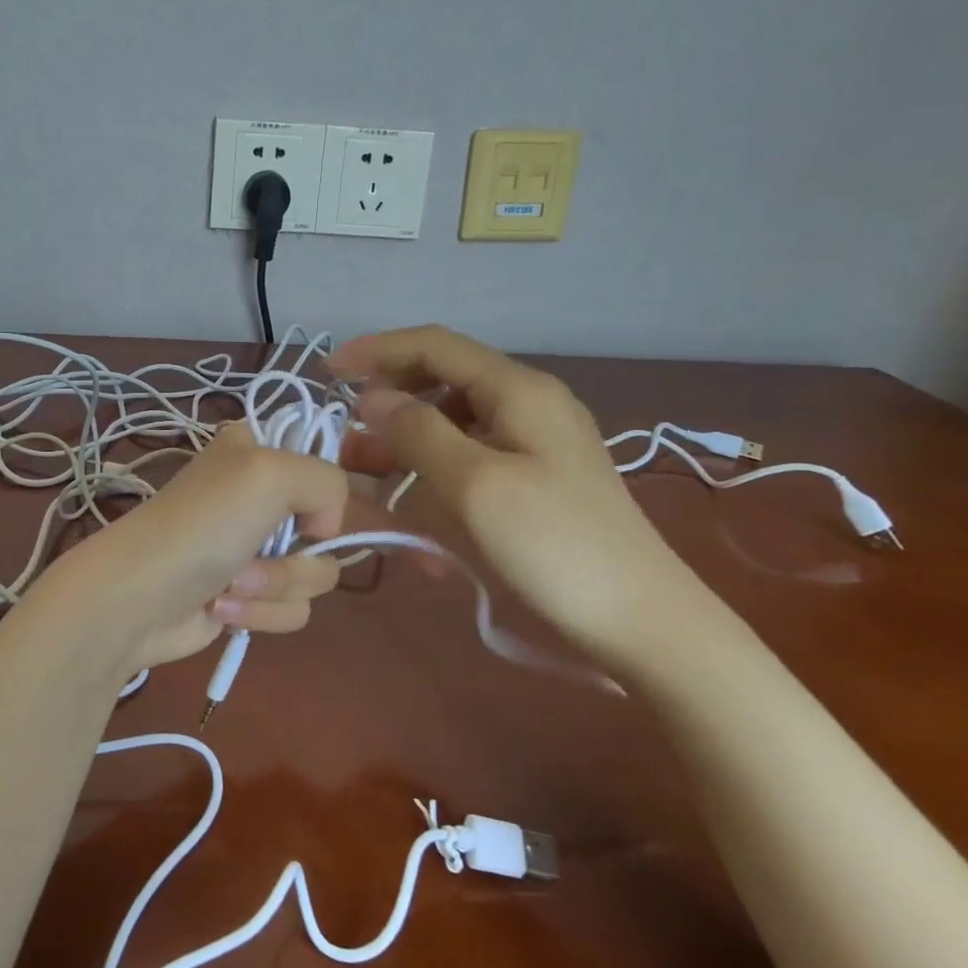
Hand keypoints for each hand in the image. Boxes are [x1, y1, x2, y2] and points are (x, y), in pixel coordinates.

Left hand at [49, 420, 353, 673]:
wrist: (137, 599)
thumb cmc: (201, 526)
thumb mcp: (271, 473)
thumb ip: (328, 483)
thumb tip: (323, 534)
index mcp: (258, 453)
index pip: (324, 468)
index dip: (322, 498)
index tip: (306, 513)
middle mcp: (260, 498)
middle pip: (326, 533)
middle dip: (293, 557)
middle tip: (250, 554)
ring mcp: (254, 551)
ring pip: (314, 577)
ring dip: (273, 587)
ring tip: (228, 585)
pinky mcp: (248, 598)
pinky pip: (291, 610)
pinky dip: (259, 614)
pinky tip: (219, 608)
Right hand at [327, 325, 716, 668]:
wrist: (639, 620)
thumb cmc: (553, 547)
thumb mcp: (475, 484)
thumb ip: (419, 432)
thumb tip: (373, 397)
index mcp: (518, 391)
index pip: (435, 347)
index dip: (376, 351)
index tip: (328, 372)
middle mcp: (529, 404)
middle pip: (444, 379)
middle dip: (388, 397)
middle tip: (344, 431)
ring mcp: (536, 442)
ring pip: (454, 419)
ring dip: (405, 435)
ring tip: (363, 468)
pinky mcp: (537, 478)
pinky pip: (471, 453)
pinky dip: (433, 464)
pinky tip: (412, 494)